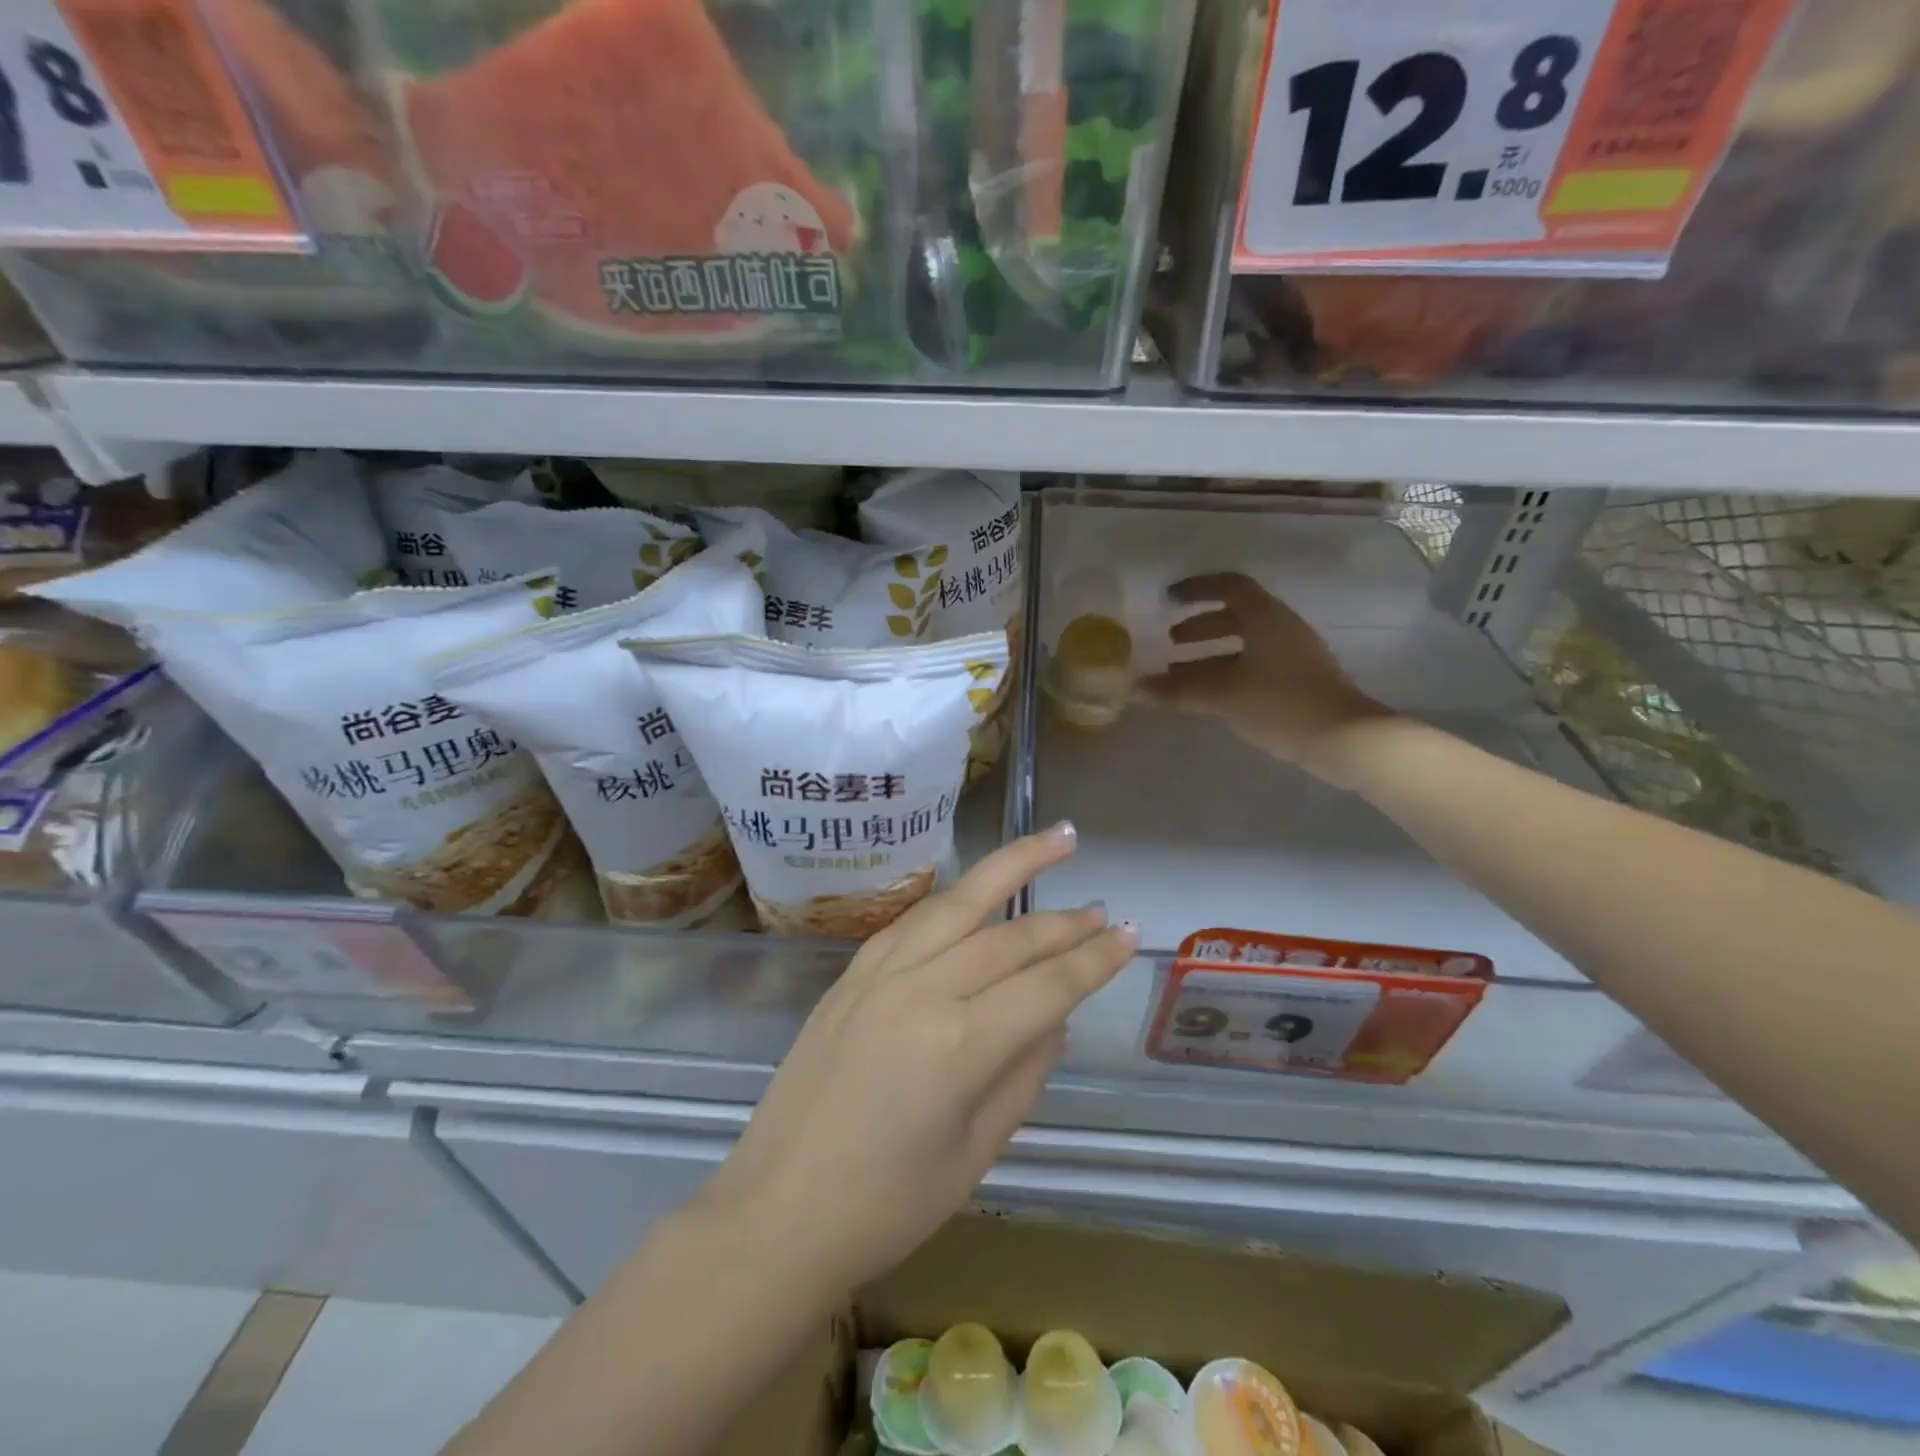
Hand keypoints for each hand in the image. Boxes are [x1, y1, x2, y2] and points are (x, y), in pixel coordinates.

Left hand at [698, 824, 1136, 1294]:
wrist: (777, 1212)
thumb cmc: (886, 1206)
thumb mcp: (976, 1154)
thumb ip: (1023, 1077)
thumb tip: (1055, 1020)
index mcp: (960, 1045)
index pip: (1047, 986)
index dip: (1094, 960)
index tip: (1129, 933)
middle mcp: (921, 991)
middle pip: (1008, 937)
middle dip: (1064, 921)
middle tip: (1102, 907)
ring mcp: (879, 974)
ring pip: (958, 903)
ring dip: (1010, 867)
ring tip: (1052, 840)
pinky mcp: (850, 974)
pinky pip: (912, 922)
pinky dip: (953, 902)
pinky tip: (974, 894)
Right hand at [1139, 572, 1391, 783]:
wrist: (1345, 739)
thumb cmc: (1280, 704)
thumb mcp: (1222, 696)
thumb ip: (1178, 691)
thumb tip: (1136, 689)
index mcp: (1266, 618)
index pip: (1229, 586)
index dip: (1197, 588)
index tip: (1168, 599)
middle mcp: (1281, 629)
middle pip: (1236, 615)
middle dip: (1200, 626)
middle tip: (1170, 642)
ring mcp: (1294, 655)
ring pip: (1245, 643)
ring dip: (1211, 653)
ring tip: (1180, 675)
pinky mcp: (1299, 681)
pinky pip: (1255, 665)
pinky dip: (1227, 672)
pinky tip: (1210, 696)